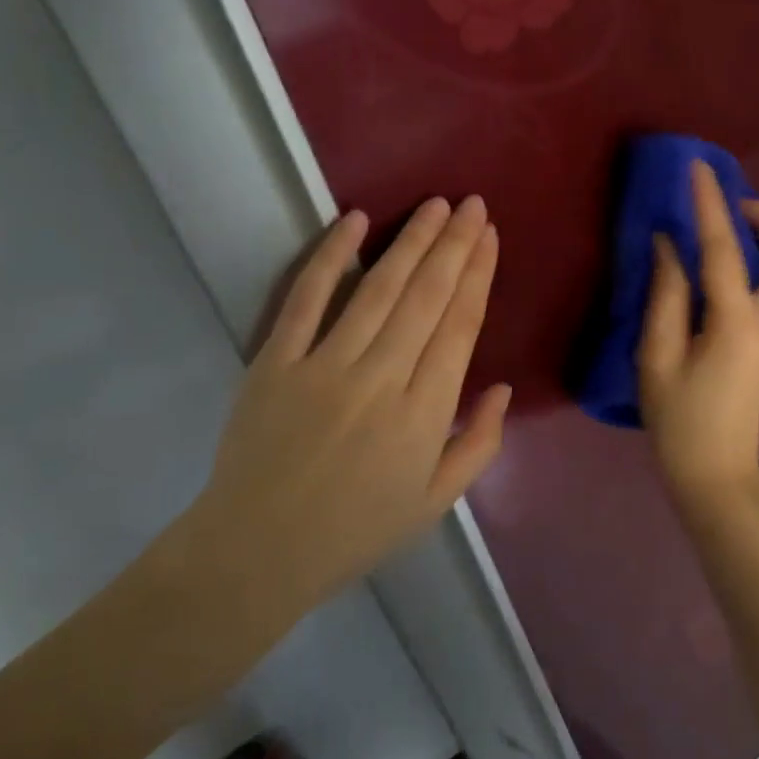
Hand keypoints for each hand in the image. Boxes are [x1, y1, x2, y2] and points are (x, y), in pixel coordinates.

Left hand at [191, 196, 511, 616]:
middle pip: (427, 297)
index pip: (460, 326)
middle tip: (472, 204)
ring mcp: (325, 367)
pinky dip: (330, 257)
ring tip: (435, 205)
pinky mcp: (275, 363)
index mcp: (425, 414)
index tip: (489, 237)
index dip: (478, 275)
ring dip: (410, 241)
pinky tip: (354, 221)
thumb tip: (502, 387)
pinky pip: (306, 300)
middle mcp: (381, 379)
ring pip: (378, 289)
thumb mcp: (435, 503)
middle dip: (454, 244)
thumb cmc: (356, 531)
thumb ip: (479, 444)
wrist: (256, 554)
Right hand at [637, 161, 758, 521]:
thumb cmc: (679, 421)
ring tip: (738, 234)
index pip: (724, 249)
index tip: (698, 169)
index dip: (710, 205)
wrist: (717, 474)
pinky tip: (738, 269)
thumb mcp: (656, 358)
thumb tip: (669, 244)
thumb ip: (665, 295)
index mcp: (736, 324)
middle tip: (733, 208)